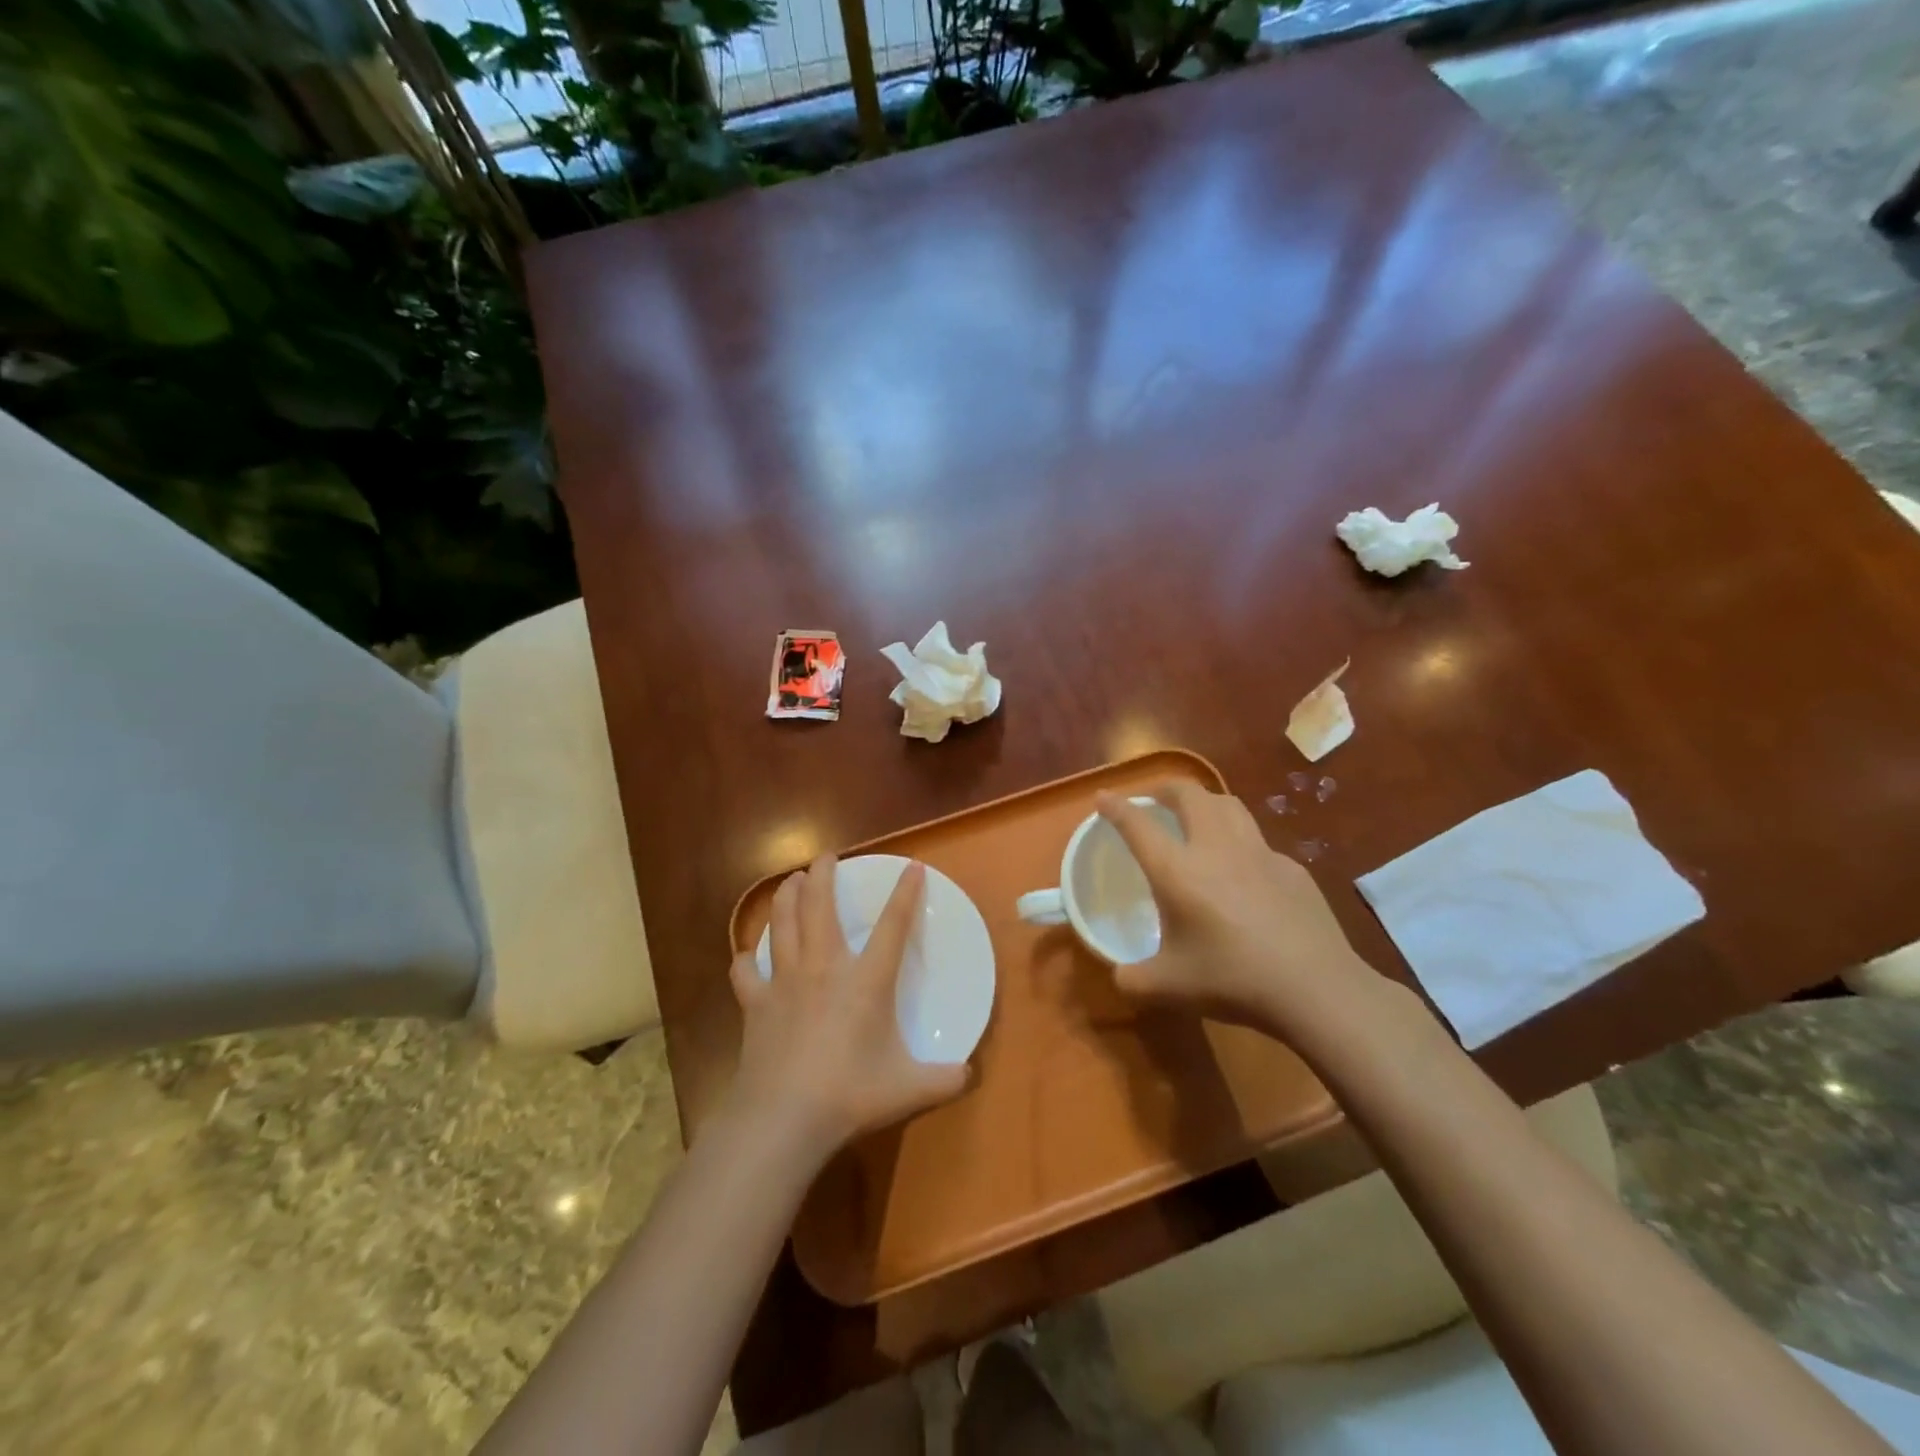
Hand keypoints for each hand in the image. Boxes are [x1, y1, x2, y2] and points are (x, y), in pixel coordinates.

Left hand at [726, 855, 967, 1159]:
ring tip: (790, 880)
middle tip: (825, 857)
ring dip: (786, 897)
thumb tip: (970, 1075)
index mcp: (866, 981)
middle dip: (823, 874)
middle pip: (820, 906)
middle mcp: (824, 968)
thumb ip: (945, 1080)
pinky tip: (747, 957)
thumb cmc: (850, 1095)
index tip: (913, 867)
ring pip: (782, 924)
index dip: (905, 894)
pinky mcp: (755, 1004)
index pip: (893, 926)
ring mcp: (785, 982)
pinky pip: (746, 972)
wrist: (784, 1118)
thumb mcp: (909, 1089)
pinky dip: (746, 960)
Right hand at [1094, 783, 1386, 1045]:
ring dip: (1205, 802)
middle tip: (1154, 801)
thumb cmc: (1232, 980)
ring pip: (1229, 805)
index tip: (1102, 797)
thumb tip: (1120, 975)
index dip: (1115, 806)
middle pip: (1188, 794)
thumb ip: (1132, 979)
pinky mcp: (1292, 868)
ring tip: (1197, 817)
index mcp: (1177, 870)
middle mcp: (1215, 848)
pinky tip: (1244, 873)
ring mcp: (1259, 853)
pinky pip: (1258, 842)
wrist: (1315, 988)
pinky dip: (1240, 844)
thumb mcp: (1167, 988)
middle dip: (1165, 789)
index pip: (1137, 824)